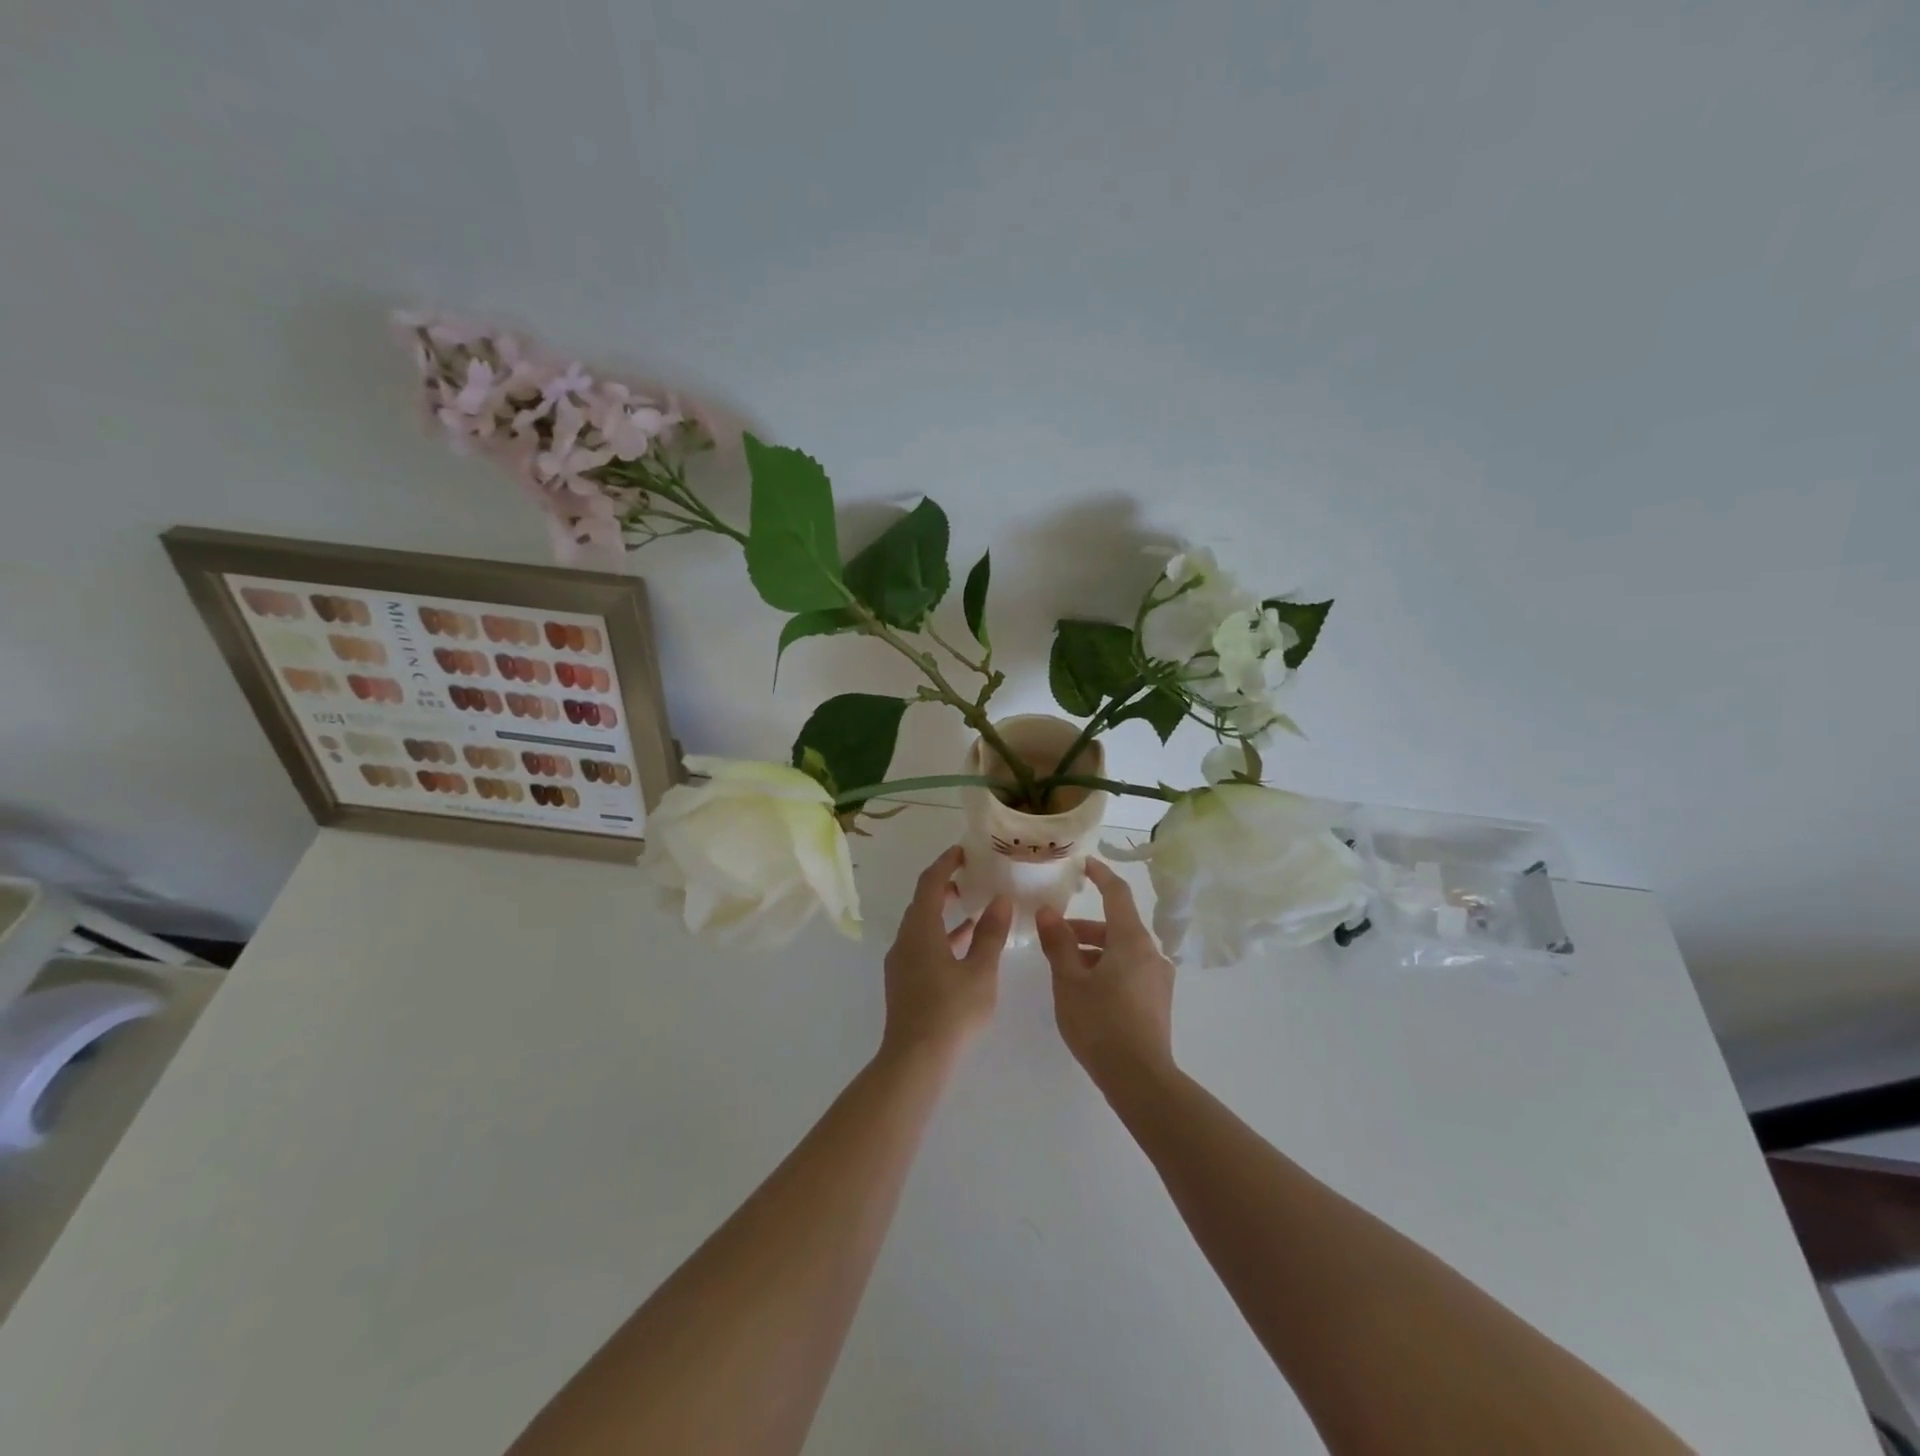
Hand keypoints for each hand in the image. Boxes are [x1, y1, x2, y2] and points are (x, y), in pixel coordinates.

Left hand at [881, 847, 1012, 1059]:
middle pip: (921, 902)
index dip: (945, 863)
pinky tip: (964, 945)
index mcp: (920, 929)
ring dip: (943, 912)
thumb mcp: (980, 970)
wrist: (915, 1059)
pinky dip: (941, 935)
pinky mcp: (904, 981)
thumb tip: (1001, 900)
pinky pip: (922, 944)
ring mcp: (901, 961)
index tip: (963, 851)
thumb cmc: (951, 1011)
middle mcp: (905, 939)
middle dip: (944, 885)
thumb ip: (990, 933)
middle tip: (970, 875)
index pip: (929, 883)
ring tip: (972, 905)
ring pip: (921, 925)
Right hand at [1036, 858, 1175, 1087]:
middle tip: (1053, 934)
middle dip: (1084, 926)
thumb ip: (1058, 942)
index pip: (1117, 894)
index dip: (1100, 875)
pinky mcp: (1157, 1001)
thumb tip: (1048, 911)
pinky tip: (1085, 990)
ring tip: (1063, 968)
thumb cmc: (1100, 1023)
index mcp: (1131, 940)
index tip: (1084, 864)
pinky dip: (1106, 968)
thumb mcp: (1069, 980)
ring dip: (1093, 950)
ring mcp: (1158, 978)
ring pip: (1121, 950)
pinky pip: (1129, 970)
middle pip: (1116, 925)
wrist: (1140, 1079)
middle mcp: (1151, 953)